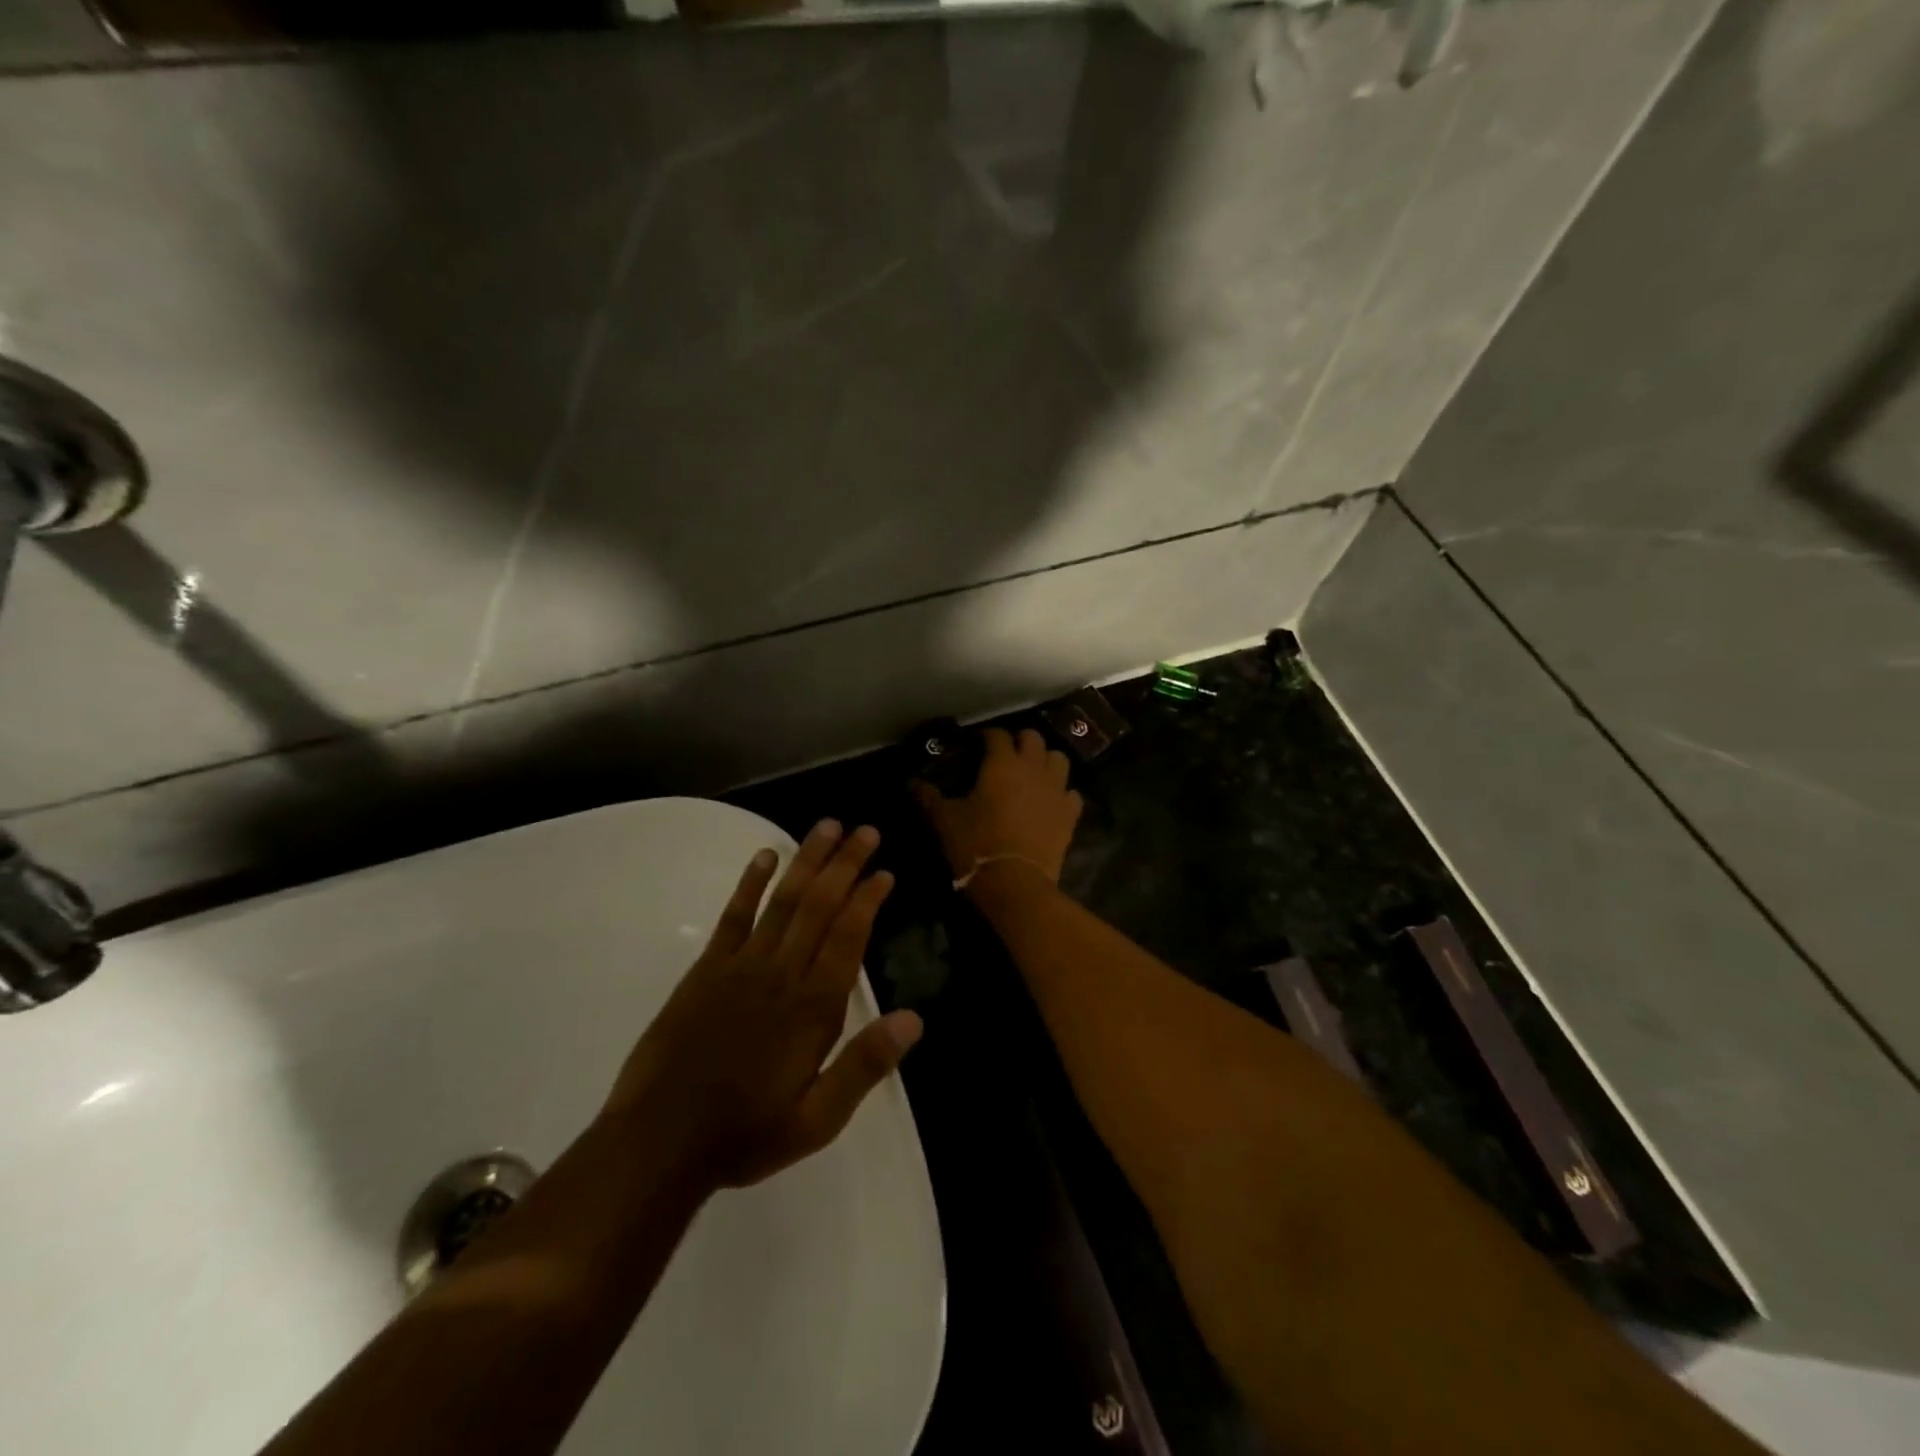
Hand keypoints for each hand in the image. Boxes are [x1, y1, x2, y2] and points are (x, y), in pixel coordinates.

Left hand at [604, 820, 922, 1190]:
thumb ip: (864, 1066)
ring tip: (827, 826)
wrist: (659, 1142)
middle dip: (845, 864)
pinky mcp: (707, 969)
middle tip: (866, 830)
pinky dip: (750, 883)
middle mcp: (781, 974)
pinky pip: (733, 916)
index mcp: (813, 1009)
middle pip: (820, 906)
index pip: (848, 937)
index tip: (885, 871)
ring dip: (807, 860)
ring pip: (783, 900)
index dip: (868, 900)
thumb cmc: (746, 1133)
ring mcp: (741, 966)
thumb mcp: (817, 1119)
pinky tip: (765, 856)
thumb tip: (915, 1019)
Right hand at [913, 727, 1083, 884]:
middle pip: (1033, 738)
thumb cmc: (976, 844)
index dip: (986, 736)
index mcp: (1002, 764)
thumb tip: (913, 783)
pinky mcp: (1070, 814)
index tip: (976, 743)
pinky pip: (1071, 793)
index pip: (997, 735)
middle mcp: (1033, 768)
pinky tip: (1051, 801)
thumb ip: (930, 798)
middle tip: (1006, 754)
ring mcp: (1056, 790)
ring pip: (1059, 758)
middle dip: (1020, 741)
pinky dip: (1062, 792)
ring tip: (1032, 772)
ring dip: (1045, 760)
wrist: (1016, 882)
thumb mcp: (945, 821)